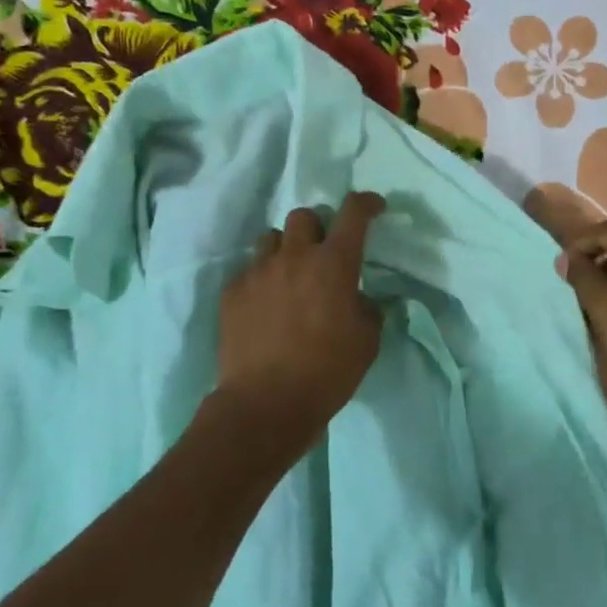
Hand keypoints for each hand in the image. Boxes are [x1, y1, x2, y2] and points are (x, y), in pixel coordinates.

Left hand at [216, 192, 384, 434]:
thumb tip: (358, 298)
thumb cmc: (329, 371)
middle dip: (318, 227)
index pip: (353, 213)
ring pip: (272, 239)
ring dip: (287, 250)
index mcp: (334, 264)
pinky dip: (263, 280)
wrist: (267, 403)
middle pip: (304, 215)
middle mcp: (295, 257)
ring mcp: (258, 273)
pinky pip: (250, 271)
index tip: (373, 207)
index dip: (366, 203)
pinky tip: (267, 307)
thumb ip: (367, 308)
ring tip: (291, 278)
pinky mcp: (232, 293)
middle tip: (324, 253)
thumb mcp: (368, 340)